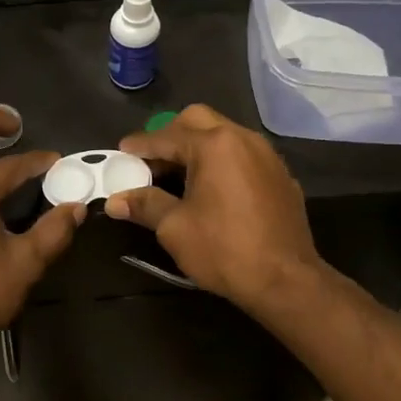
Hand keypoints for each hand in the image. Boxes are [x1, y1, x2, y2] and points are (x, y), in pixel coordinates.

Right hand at [105, 105, 324, 310]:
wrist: (286, 281)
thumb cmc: (223, 250)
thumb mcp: (174, 228)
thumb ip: (144, 204)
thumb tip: (114, 201)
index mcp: (214, 145)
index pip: (165, 136)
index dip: (139, 145)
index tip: (121, 151)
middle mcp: (243, 139)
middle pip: (198, 120)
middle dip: (171, 134)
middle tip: (152, 160)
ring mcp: (267, 155)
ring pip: (224, 134)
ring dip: (198, 146)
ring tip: (179, 174)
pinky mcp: (281, 176)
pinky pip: (244, 155)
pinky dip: (223, 162)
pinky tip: (214, 190)